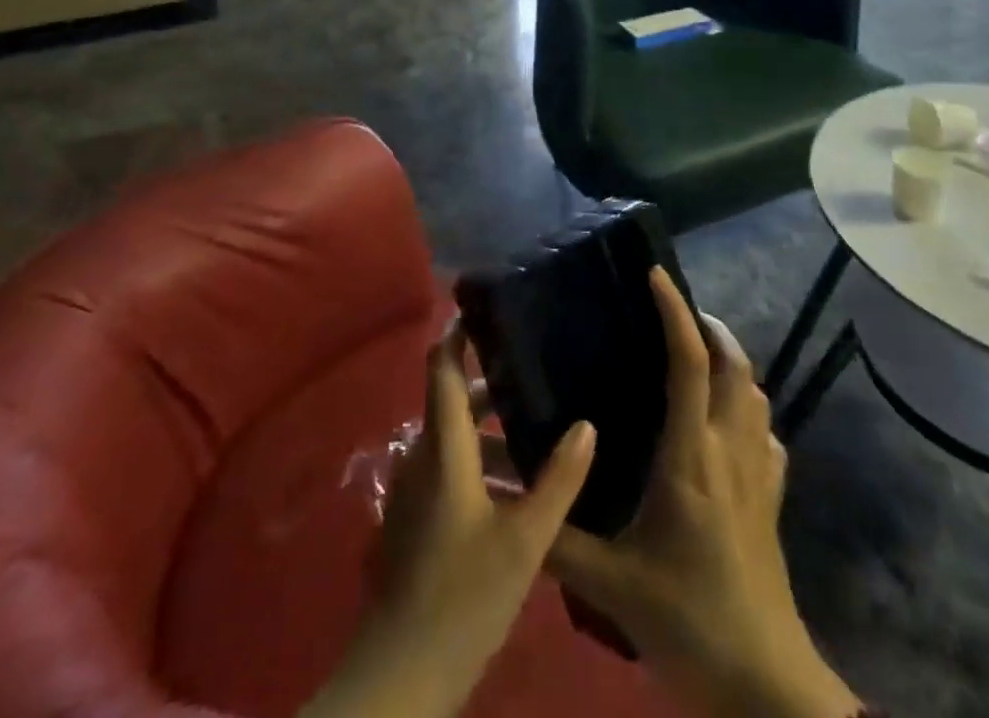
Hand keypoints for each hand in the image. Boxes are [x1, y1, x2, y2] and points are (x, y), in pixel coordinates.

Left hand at [302, 322, 596, 717]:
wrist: (401, 677)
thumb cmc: (463, 596)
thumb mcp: (525, 539)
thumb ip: (558, 480)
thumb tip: (587, 424)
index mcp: (443, 448)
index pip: (442, 369)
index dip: (458, 335)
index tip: (485, 310)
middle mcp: (423, 458)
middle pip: (453, 403)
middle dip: (490, 388)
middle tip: (536, 373)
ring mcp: (415, 492)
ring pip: (454, 442)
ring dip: (490, 434)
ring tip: (539, 432)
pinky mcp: (416, 521)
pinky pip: (449, 471)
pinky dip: (480, 464)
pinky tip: (519, 488)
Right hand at [547, 270, 863, 717]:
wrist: (764, 686)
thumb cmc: (687, 620)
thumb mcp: (610, 584)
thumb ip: (555, 538)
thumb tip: (501, 497)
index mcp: (691, 456)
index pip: (689, 363)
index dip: (675, 311)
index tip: (656, 275)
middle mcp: (730, 451)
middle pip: (734, 366)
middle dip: (710, 327)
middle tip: (676, 313)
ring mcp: (759, 475)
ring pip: (755, 395)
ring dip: (732, 363)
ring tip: (698, 355)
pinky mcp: (773, 501)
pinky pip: (767, 436)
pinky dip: (748, 410)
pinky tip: (728, 424)